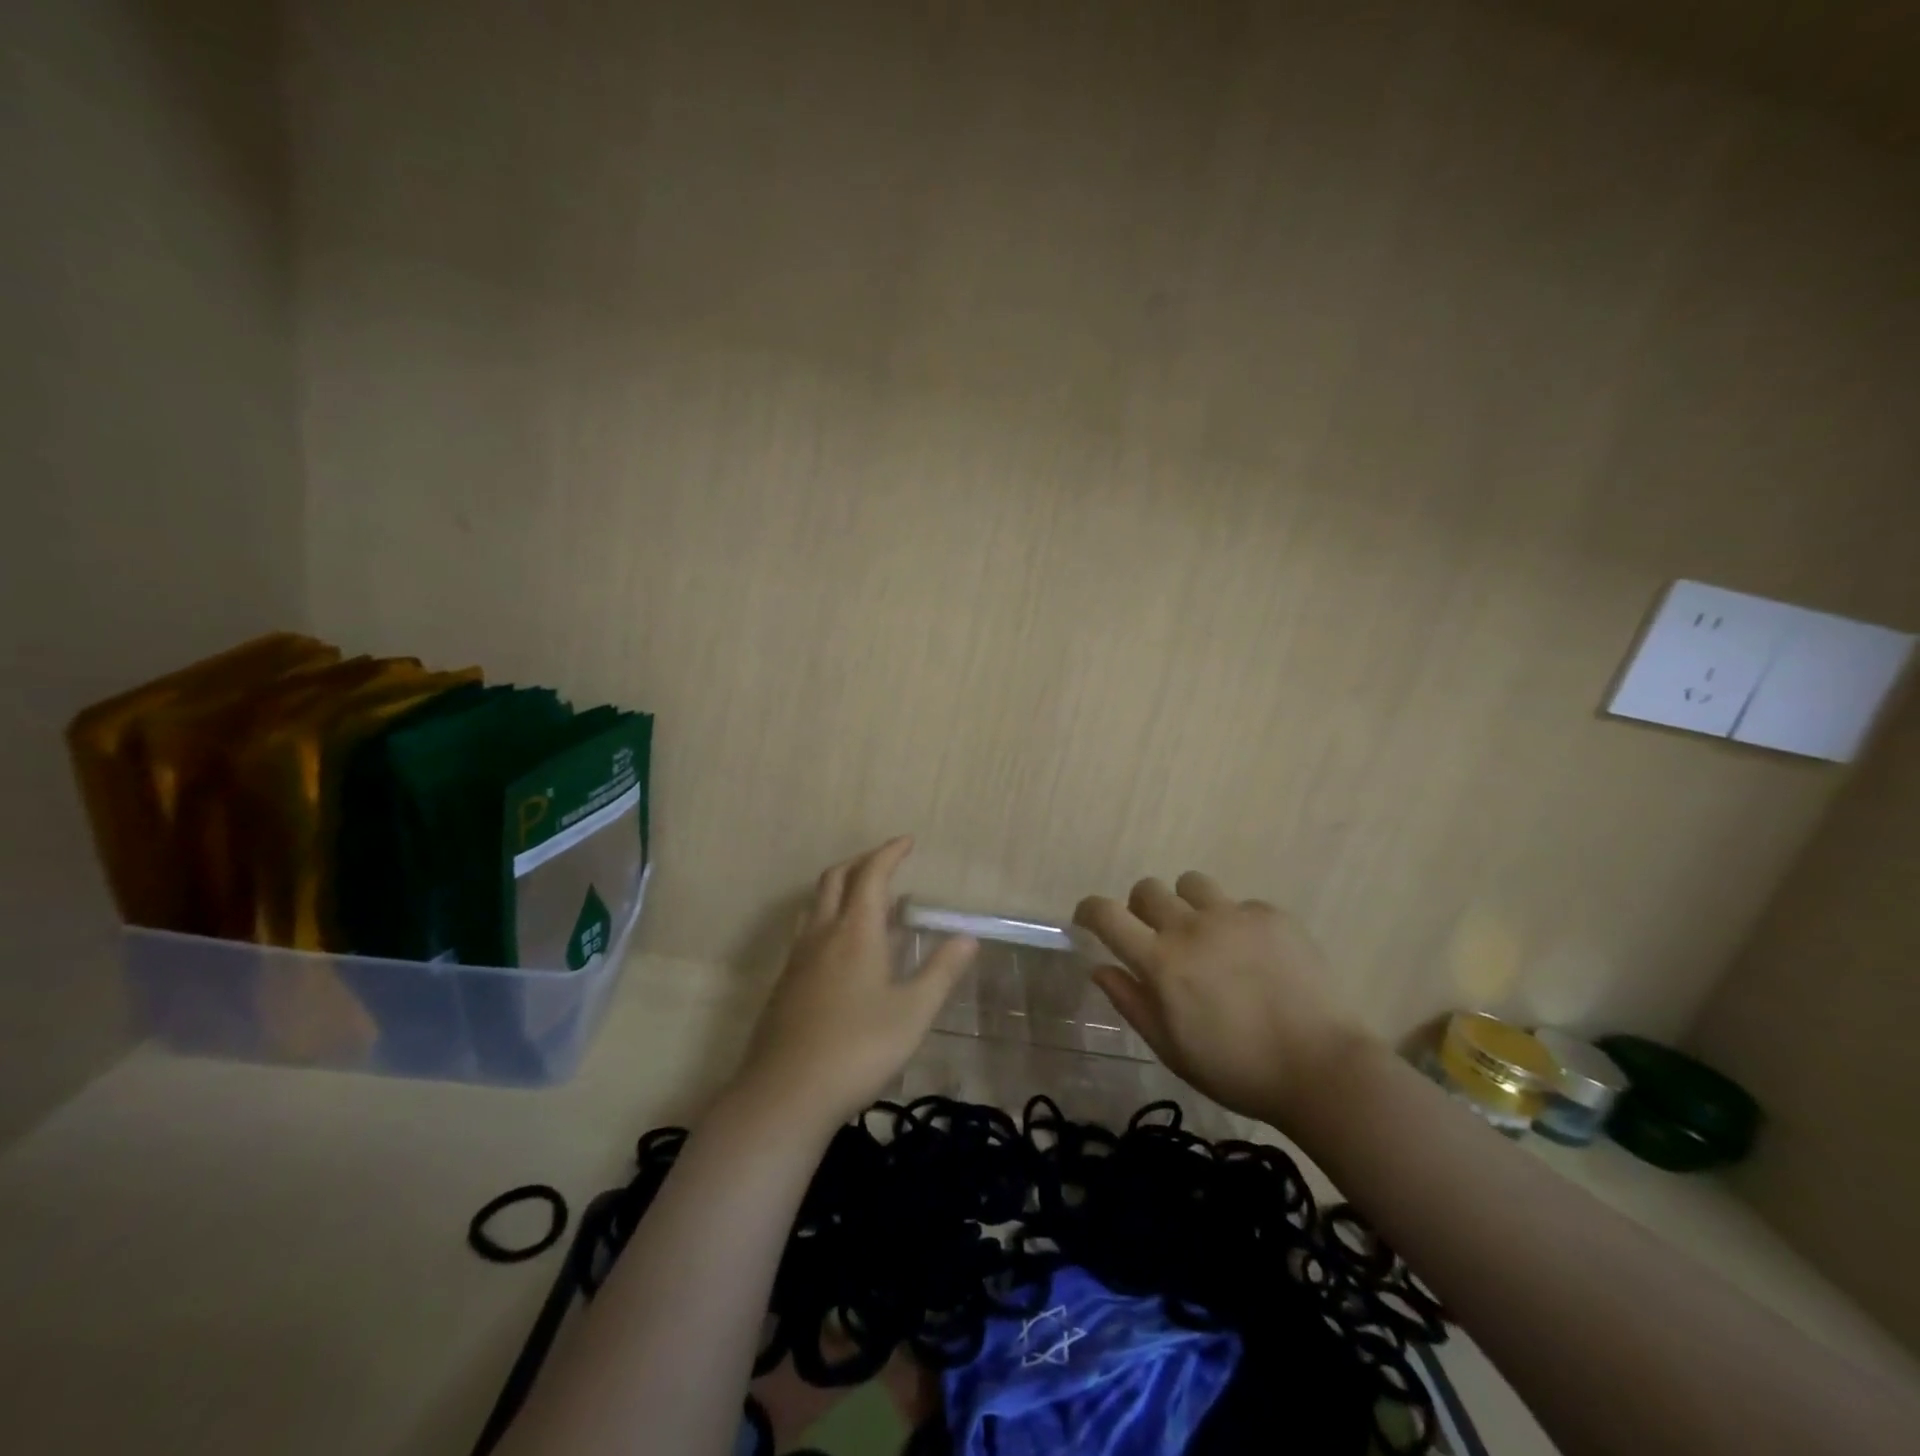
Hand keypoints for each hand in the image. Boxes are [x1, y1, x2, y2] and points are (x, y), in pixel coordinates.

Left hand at [736, 836, 977, 1128]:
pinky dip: (826, 917)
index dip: (889, 853)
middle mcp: (822, 934)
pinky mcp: (784, 984)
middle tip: (886, 862)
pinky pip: (806, 931)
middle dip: (861, 862)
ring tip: (862, 897)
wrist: (786, 1094)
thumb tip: (968, 936)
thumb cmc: (858, 1049)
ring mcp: (797, 958)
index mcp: (855, 932)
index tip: (907, 841)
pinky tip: (838, 948)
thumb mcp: (912, 1013)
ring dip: (839, 887)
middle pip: (835, 879)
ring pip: (815, 904)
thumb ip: (941, 971)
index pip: (871, 875)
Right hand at [1075, 873, 1368, 1130]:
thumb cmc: (1236, 1070)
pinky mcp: (1272, 915)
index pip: (1107, 915)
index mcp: (1161, 962)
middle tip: (1157, 938)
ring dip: (1186, 904)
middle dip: (1140, 909)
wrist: (1321, 1069)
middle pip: (1147, 889)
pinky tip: (1254, 957)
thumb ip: (1131, 1002)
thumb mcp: (1171, 1048)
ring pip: (1191, 884)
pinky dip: (1235, 923)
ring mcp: (1234, 916)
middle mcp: (1191, 927)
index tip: (1088, 918)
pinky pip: (1239, 904)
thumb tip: (1099, 967)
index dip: (1089, 910)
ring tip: (1206, 936)